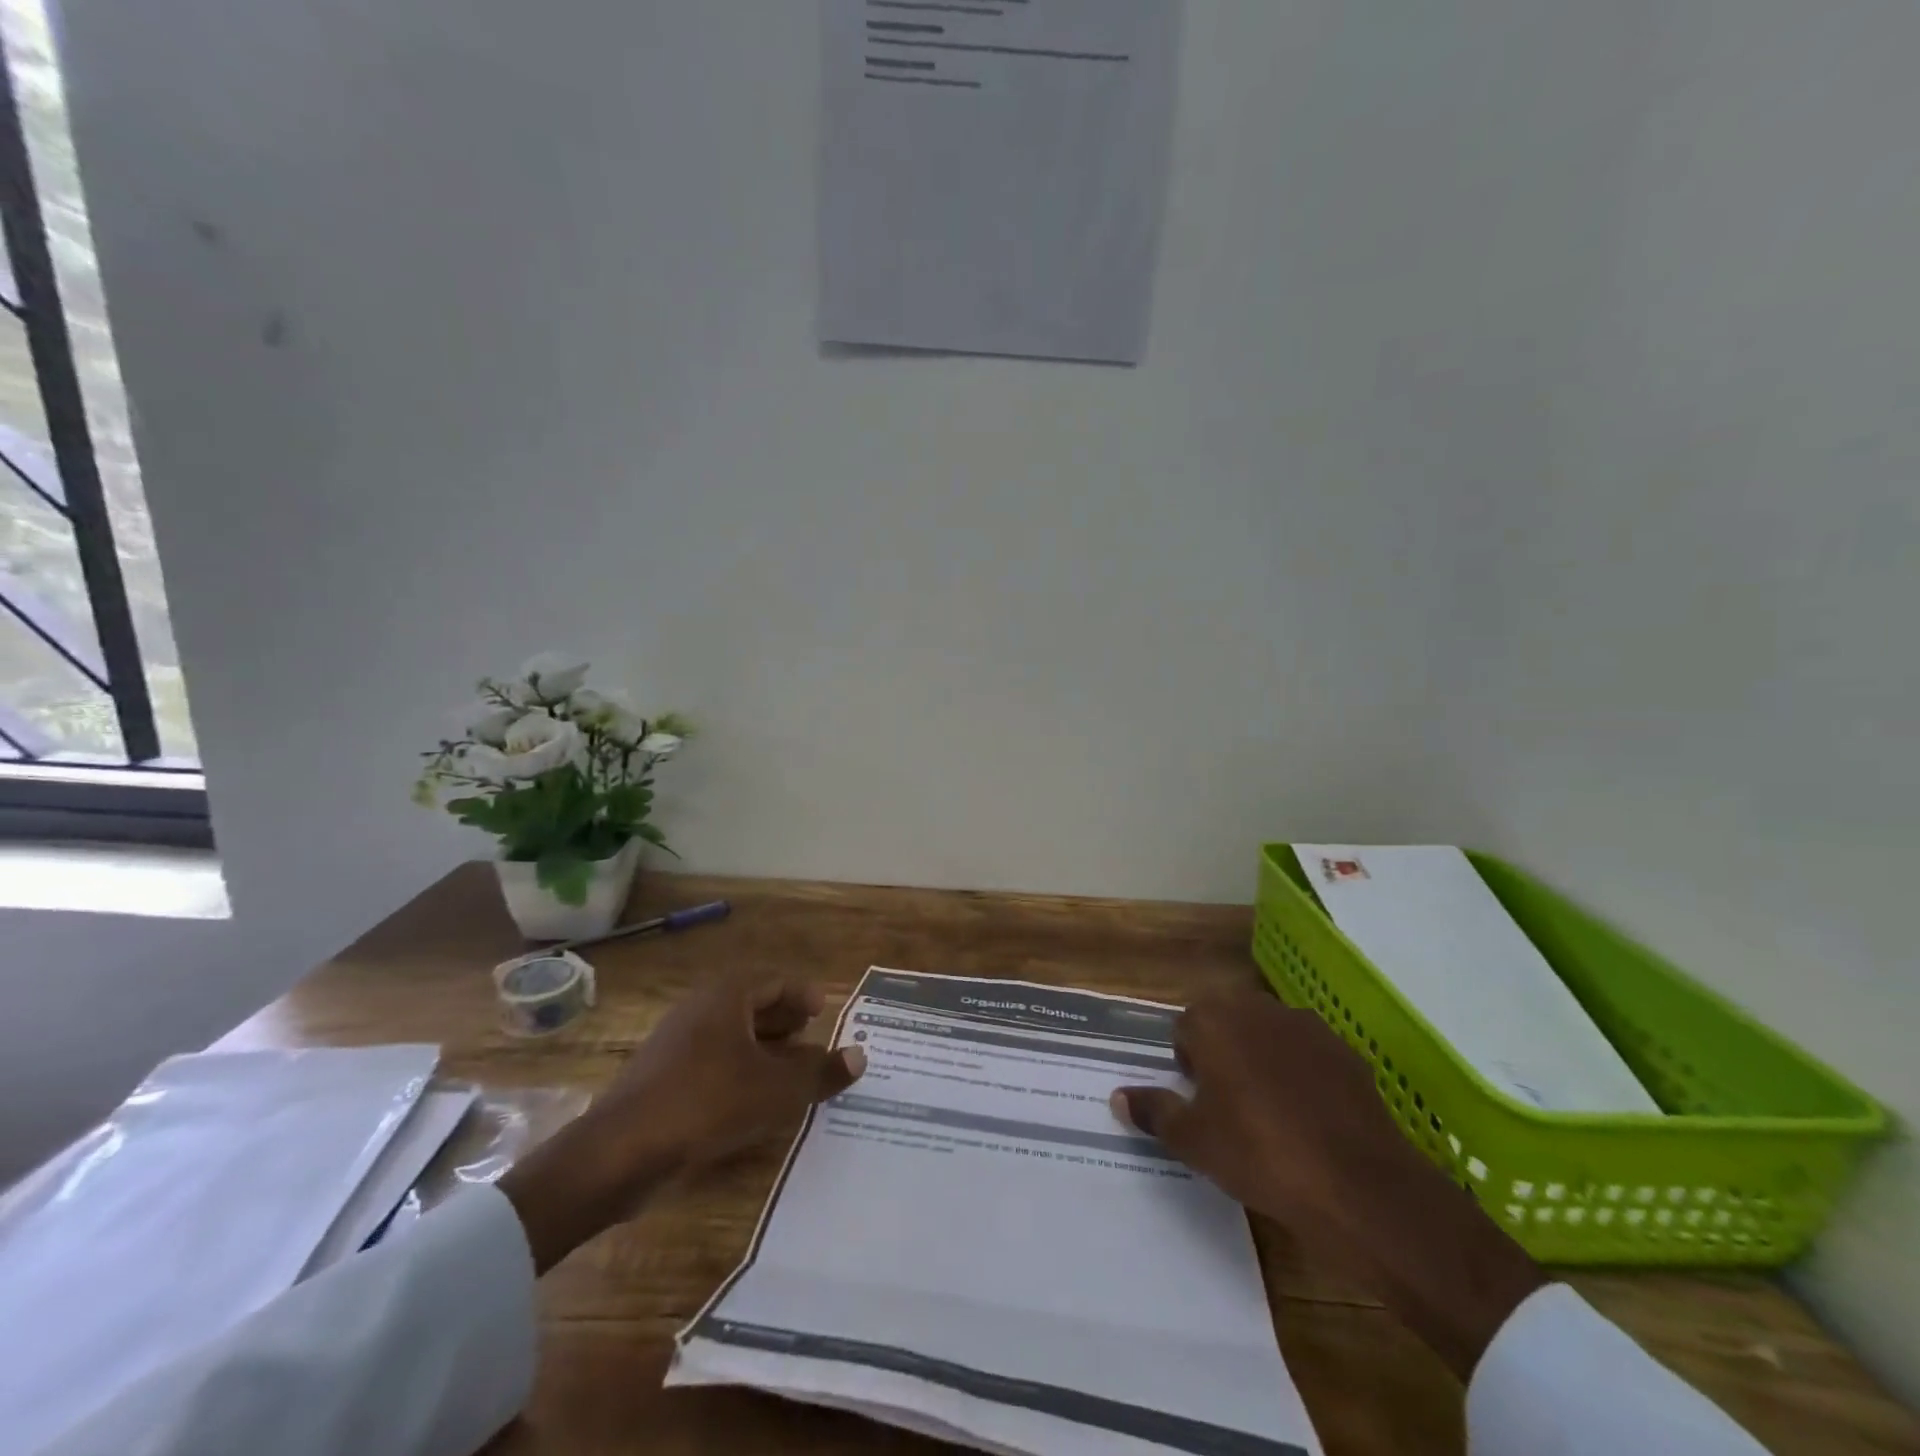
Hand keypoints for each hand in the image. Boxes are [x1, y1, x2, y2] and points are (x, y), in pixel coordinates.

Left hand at [502, 969, 863, 1271]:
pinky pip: (713, 1063)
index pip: (777, 981)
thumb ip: (821, 1071)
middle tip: (815, 1043)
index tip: (825, 1013)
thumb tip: (861, 1056)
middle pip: (754, 1005)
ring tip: (793, 1076)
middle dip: (786, 1022)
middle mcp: (702, 1009)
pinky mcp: (663, 1078)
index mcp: (728, 995)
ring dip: (765, 1051)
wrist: (619, 1153)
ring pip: (733, 1036)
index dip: (805, 995)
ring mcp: (677, 1043)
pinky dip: (741, 1073)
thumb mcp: (776, 1089)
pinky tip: (755, 1103)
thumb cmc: (707, 1103)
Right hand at [1112, 989, 1544, 1381]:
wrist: (1358, 1184)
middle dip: (1223, 1053)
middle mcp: (1257, 1009)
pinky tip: (1311, 1119)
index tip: (1198, 1099)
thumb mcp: (1194, 1141)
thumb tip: (1119, 1096)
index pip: (1186, 1026)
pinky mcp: (1346, 1052)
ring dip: (1263, 1060)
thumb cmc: (1259, 1154)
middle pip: (1227, 1022)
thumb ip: (1154, 1111)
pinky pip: (1310, 1055)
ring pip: (1270, 1035)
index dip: (1188, 1062)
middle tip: (1228, 1106)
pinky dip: (1304, 1075)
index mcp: (1214, 1020)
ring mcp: (1307, 1026)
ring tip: (1271, 1113)